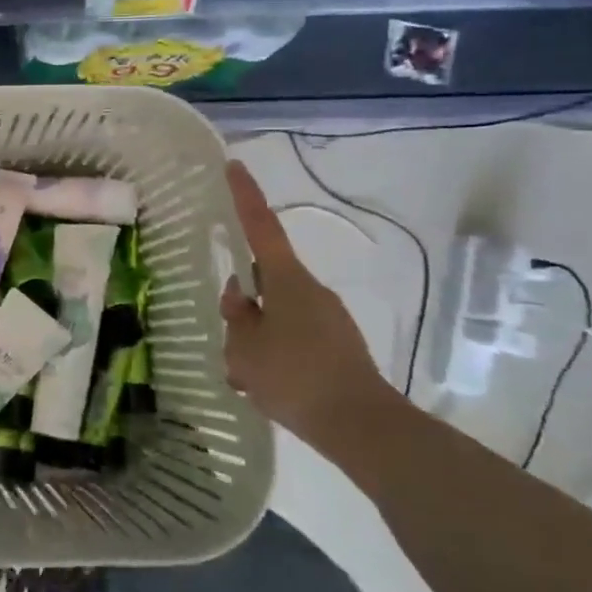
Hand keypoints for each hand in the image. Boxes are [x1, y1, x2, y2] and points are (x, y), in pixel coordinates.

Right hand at [221, 160, 397, 445]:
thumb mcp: (245, 347)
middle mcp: (311, 291)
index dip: (245, 197)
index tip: (234, 165)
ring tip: (246, 375)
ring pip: (276, 313)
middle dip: (244, 302)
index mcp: (287, 282)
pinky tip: (266, 387)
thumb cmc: (295, 378)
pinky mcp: (336, 346)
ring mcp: (327, 318)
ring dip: (257, 334)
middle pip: (265, 280)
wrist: (361, 426)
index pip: (261, 228)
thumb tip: (239, 295)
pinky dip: (275, 354)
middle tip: (231, 337)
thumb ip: (237, 316)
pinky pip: (293, 338)